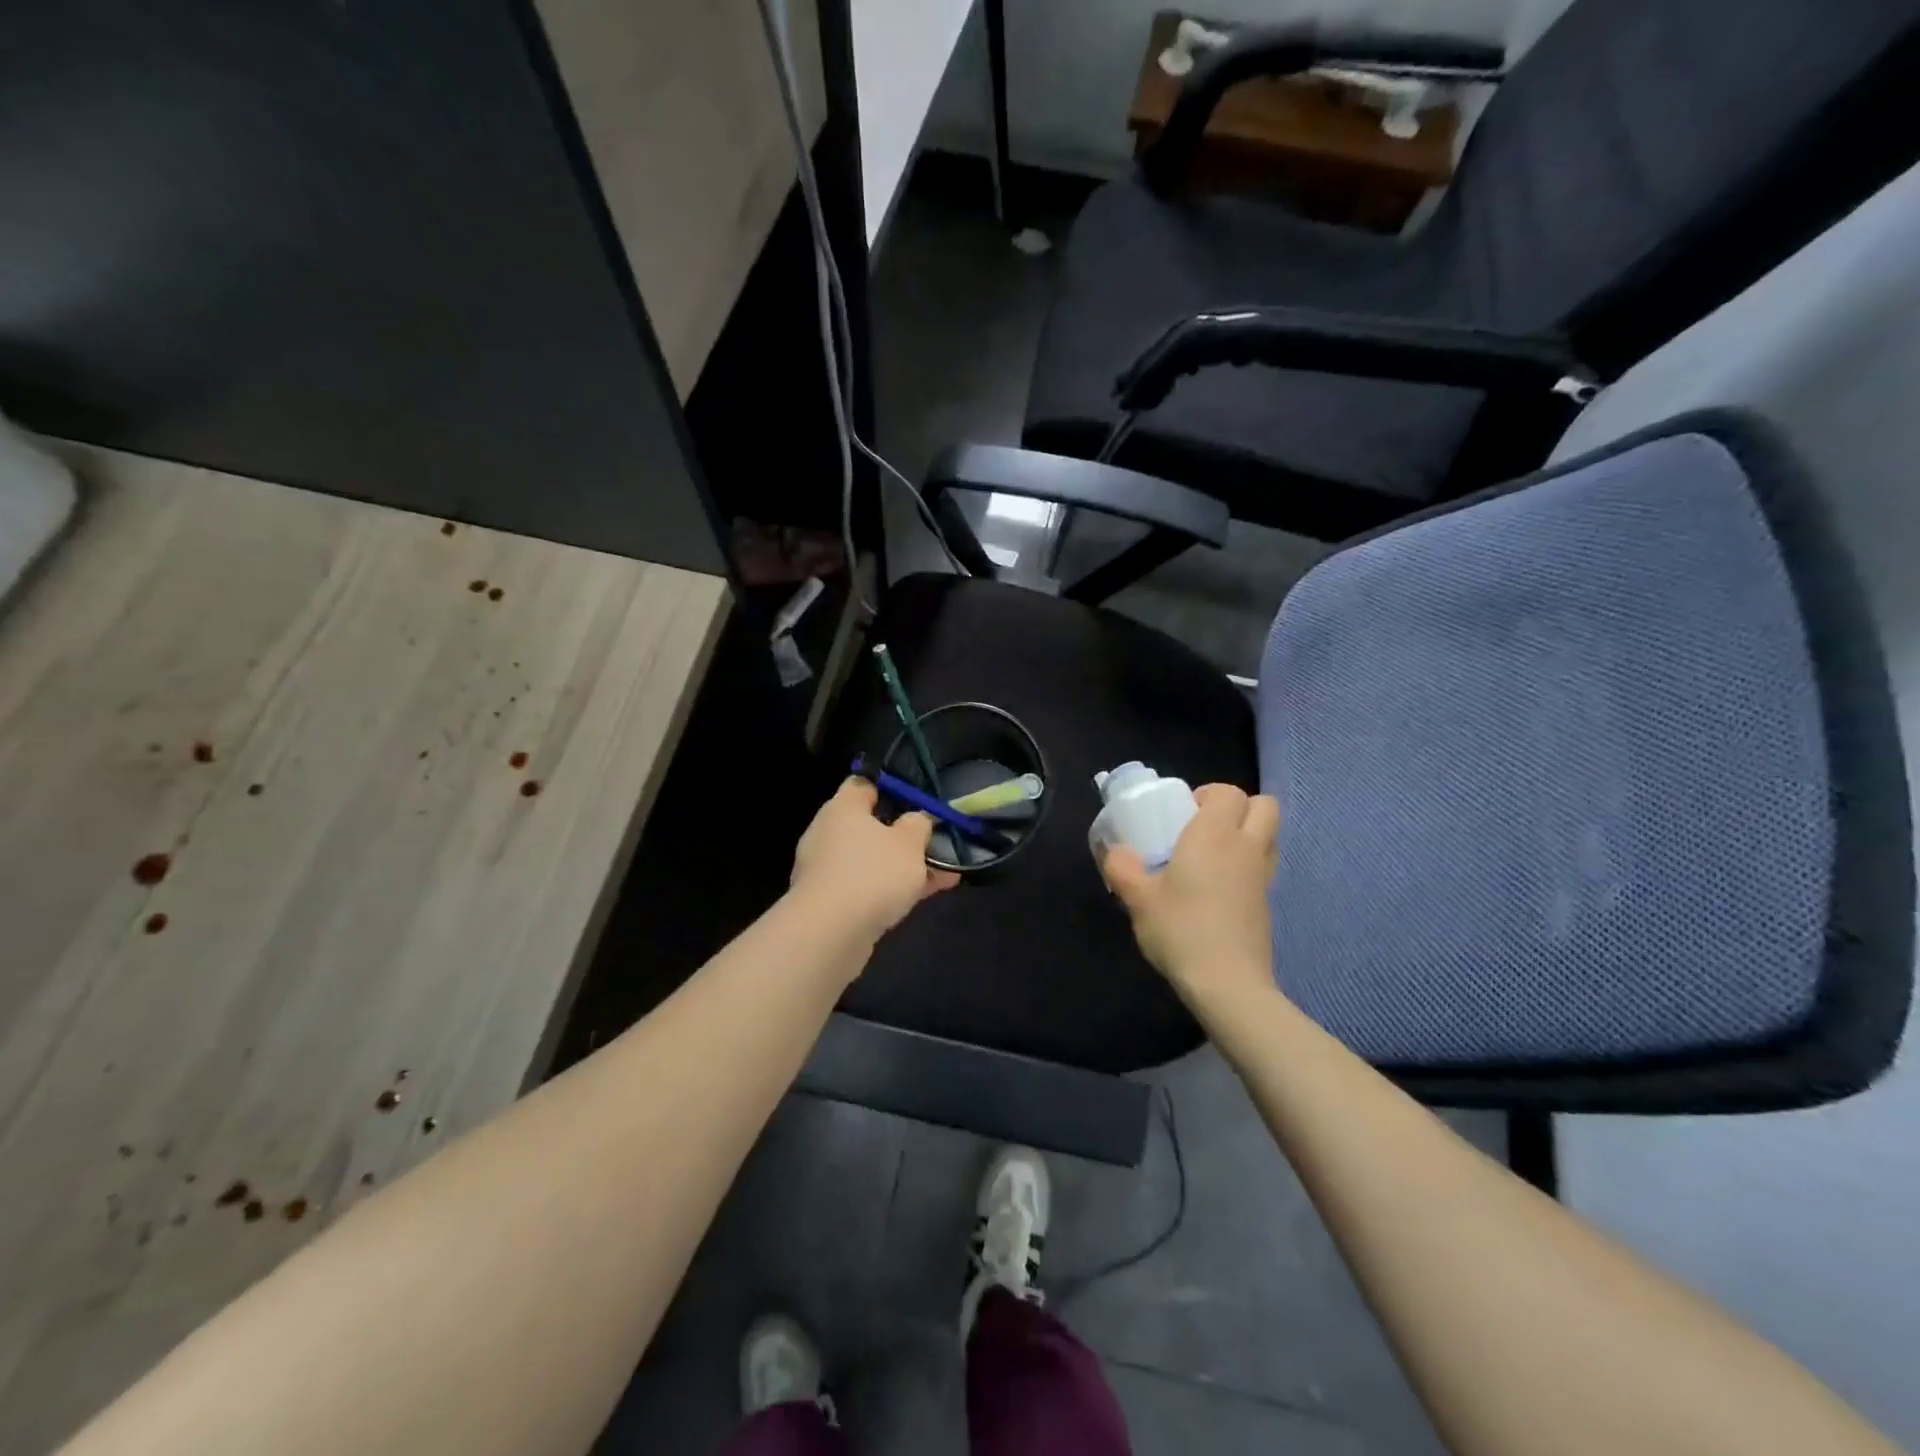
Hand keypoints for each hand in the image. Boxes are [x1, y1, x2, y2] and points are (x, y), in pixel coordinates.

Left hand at [790, 778, 959, 944]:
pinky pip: (866, 886)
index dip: (891, 788)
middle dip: (904, 835)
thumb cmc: (872, 873)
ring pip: (872, 859)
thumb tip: (916, 819)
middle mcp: (828, 833)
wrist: (830, 934)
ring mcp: (826, 870)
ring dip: (903, 866)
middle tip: (935, 841)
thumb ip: (919, 823)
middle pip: (870, 825)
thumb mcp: (910, 842)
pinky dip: (892, 889)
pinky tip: (925, 896)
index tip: (918, 799)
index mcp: (842, 807)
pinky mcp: (828, 902)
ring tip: (944, 873)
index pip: (864, 784)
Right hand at [1102, 784, 1279, 1009]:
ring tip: (1213, 855)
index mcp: (1214, 835)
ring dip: (1248, 833)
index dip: (1208, 795)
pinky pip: (1264, 865)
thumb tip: (1116, 852)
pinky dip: (1249, 863)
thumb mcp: (1138, 899)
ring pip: (1269, 835)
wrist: (1227, 983)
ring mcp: (1263, 875)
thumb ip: (1122, 868)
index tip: (1183, 813)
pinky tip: (1220, 887)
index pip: (1228, 792)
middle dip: (1238, 807)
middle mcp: (1246, 846)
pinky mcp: (1268, 902)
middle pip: (1263, 805)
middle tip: (1204, 827)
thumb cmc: (1181, 930)